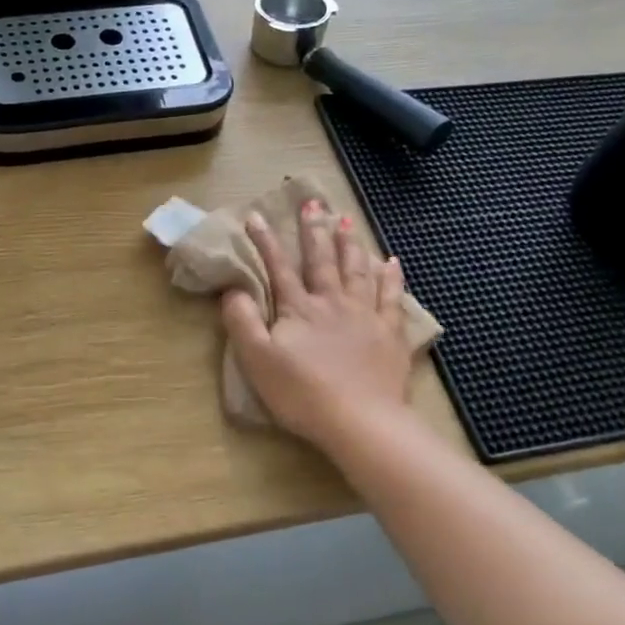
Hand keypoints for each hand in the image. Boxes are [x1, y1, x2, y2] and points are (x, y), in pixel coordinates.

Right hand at [220, 199, 413, 448]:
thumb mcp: (257, 360)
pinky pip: (391, 297)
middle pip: (322, 260)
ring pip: (357, 270)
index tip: (256, 215)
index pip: (278, 267)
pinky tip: (391, 262)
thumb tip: (232, 290)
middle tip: (313, 202)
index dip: (265, 241)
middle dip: (314, 230)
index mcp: (299, 308)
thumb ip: (242, 321)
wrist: (360, 422)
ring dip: (350, 244)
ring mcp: (365, 316)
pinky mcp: (389, 334)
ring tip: (346, 221)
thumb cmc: (301, 393)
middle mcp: (332, 302)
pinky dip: (391, 277)